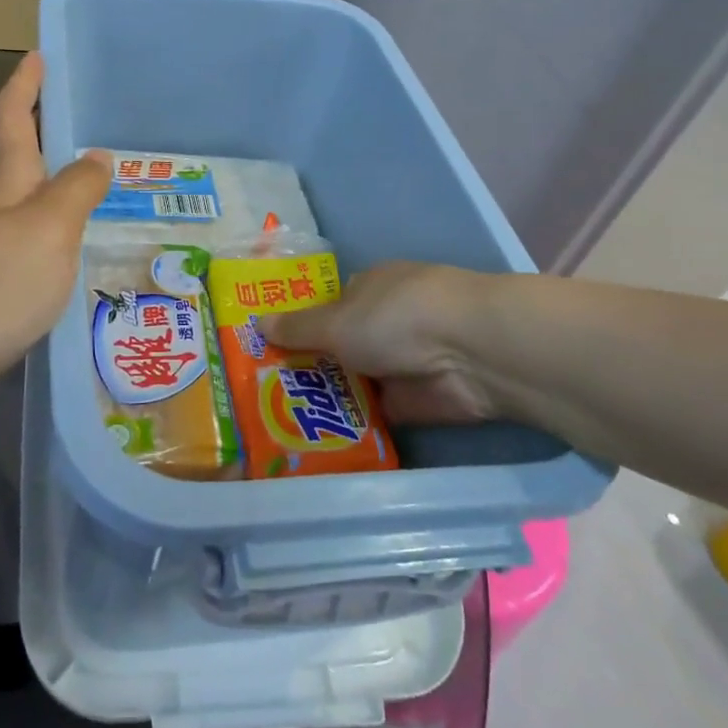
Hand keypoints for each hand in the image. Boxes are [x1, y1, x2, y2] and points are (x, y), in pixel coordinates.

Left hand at [0, 53, 107, 429]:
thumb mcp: (50, 227)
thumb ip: (77, 188)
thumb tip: (96, 155)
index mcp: (5, 181)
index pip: (12, 116)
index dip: (24, 84)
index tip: (38, 54)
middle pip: (19, 156)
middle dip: (44, 131)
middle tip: (85, 120)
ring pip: (28, 199)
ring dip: (55, 181)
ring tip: (98, 181)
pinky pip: (33, 237)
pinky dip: (57, 226)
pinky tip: (78, 244)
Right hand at [261, 262, 510, 424]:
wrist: (470, 352)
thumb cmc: (395, 317)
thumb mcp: (336, 321)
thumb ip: (298, 328)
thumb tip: (257, 321)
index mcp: (368, 288)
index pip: (327, 306)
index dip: (299, 327)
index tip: (265, 350)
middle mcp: (385, 321)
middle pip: (339, 345)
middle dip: (309, 366)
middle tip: (262, 393)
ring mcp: (402, 361)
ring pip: (356, 380)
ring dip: (329, 398)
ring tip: (278, 421)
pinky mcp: (416, 401)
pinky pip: (375, 413)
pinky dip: (353, 425)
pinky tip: (316, 439)